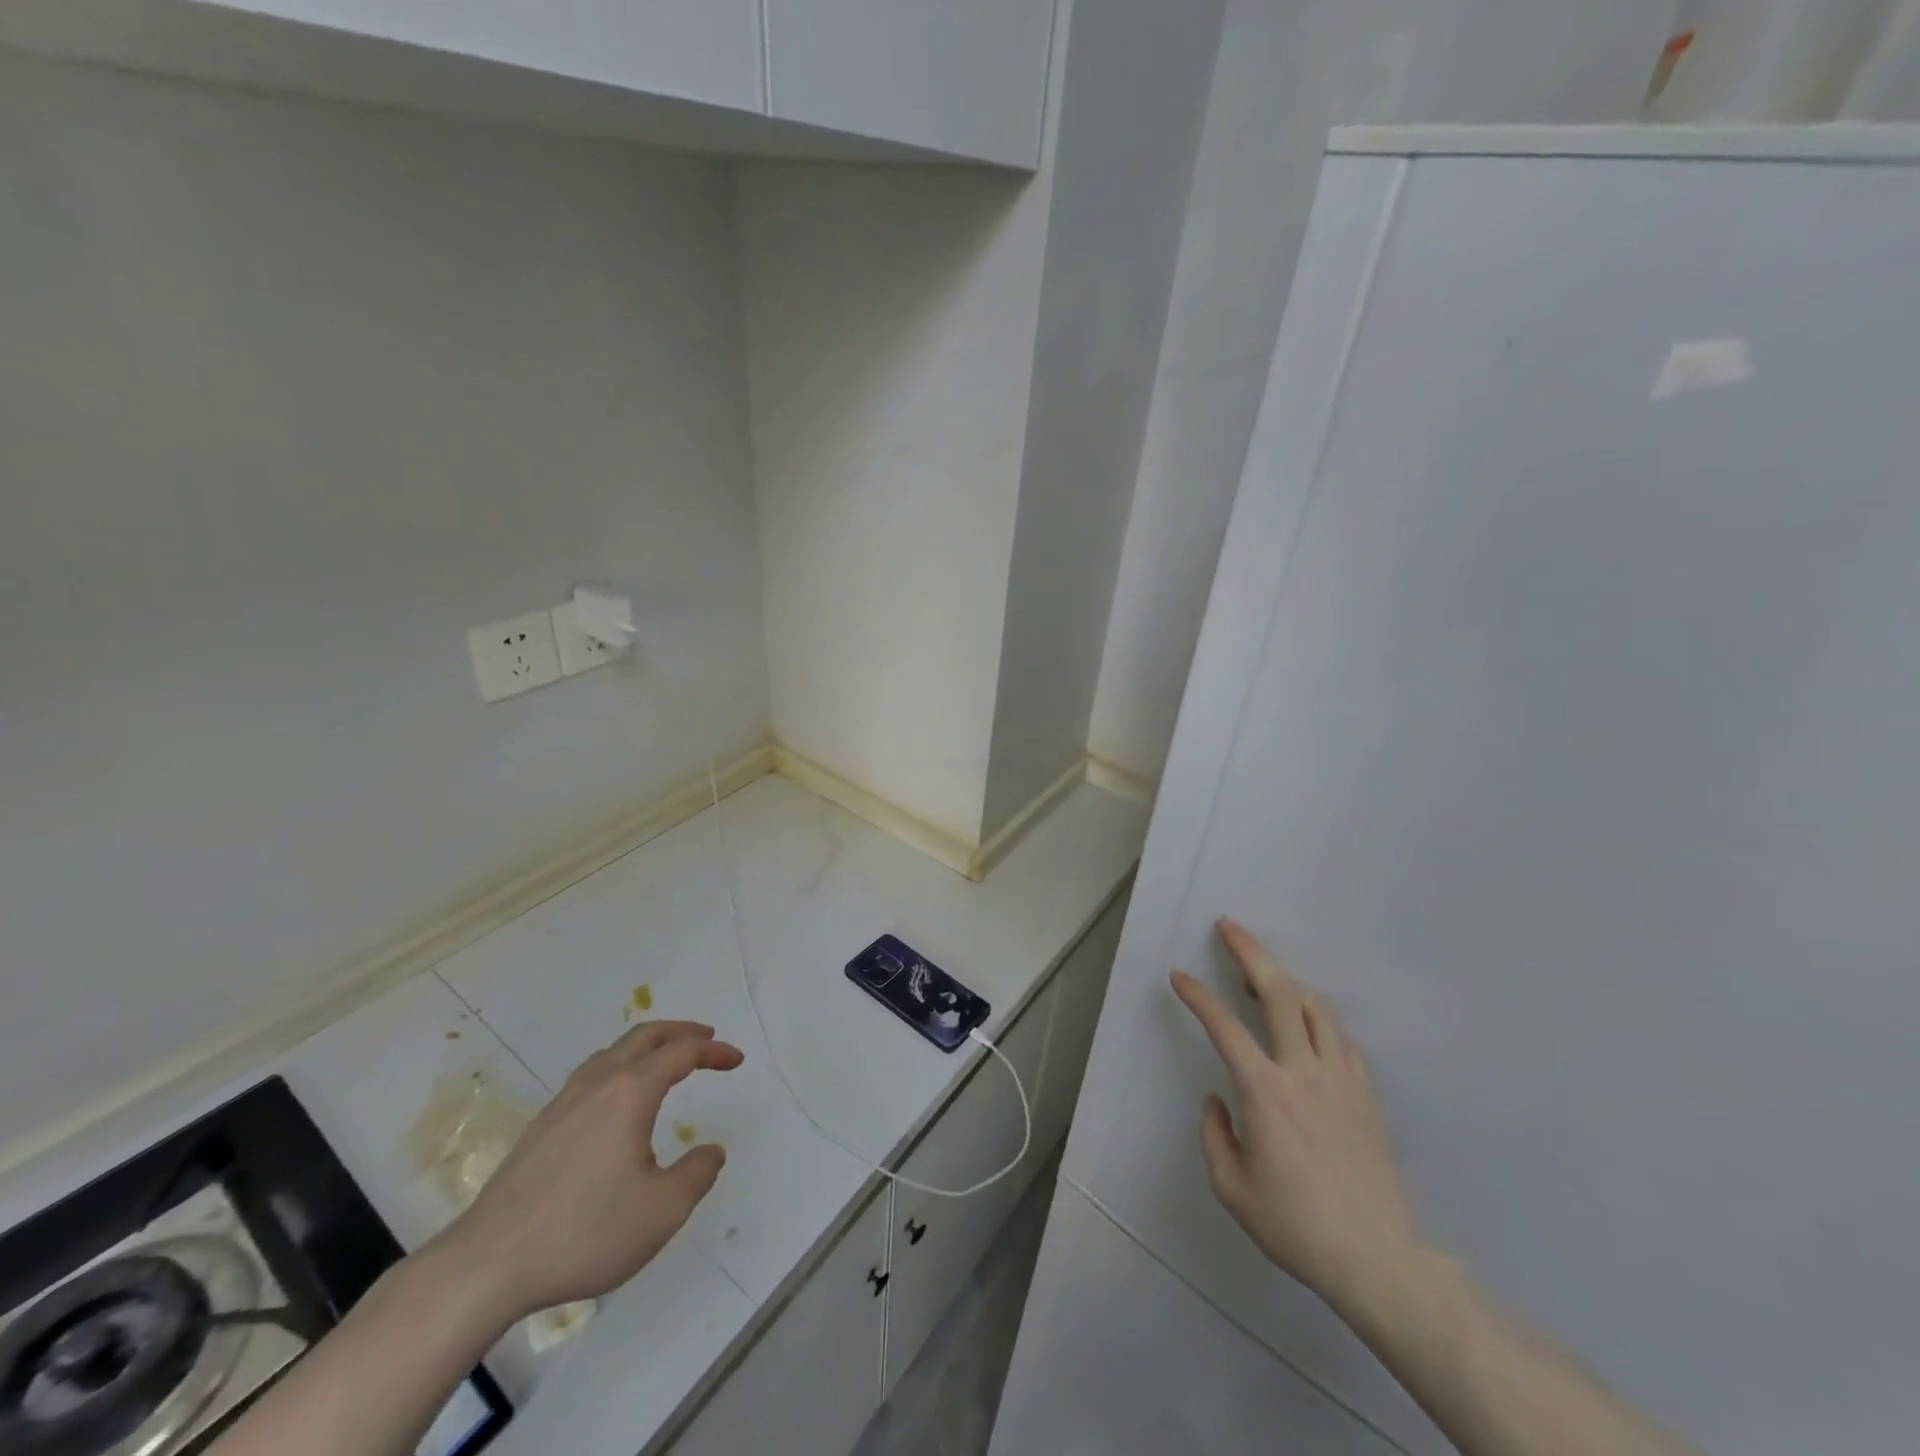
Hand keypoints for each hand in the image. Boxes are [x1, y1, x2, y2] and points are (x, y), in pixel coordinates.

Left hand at [431, 1020, 743, 1324]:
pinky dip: (620, 1068)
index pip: (681, 1054)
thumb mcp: (662, 1211)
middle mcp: (598, 1084)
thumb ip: (696, 1175)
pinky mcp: (540, 1128)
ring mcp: (563, 1103)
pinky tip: (617, 1101)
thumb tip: (711, 1151)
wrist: (486, 1265)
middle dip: (680, 1032)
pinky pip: (591, 1075)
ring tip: (664, 1061)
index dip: (713, 1052)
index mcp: (630, 1093)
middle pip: (643, 1037)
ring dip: (647, 1047)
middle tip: (705, 1039)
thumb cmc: (584, 1232)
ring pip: (612, 1053)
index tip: (736, 1060)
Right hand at [1171, 919, 1421, 1319]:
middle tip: (1230, 926)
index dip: (1198, 996)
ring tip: (1266, 972)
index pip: (1224, 1027)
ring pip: (1317, 1007)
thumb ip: (1214, 1135)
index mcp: (1265, 1092)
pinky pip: (1340, 1038)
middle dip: (1250, 953)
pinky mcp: (1366, 1094)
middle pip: (1280, 993)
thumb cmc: (1295, 1225)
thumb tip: (1216, 1100)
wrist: (1377, 1259)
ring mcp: (1341, 1079)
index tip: (1180, 976)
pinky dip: (1318, 1018)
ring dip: (1287, 980)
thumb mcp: (1232, 1188)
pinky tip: (1308, 1023)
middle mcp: (1304, 1071)